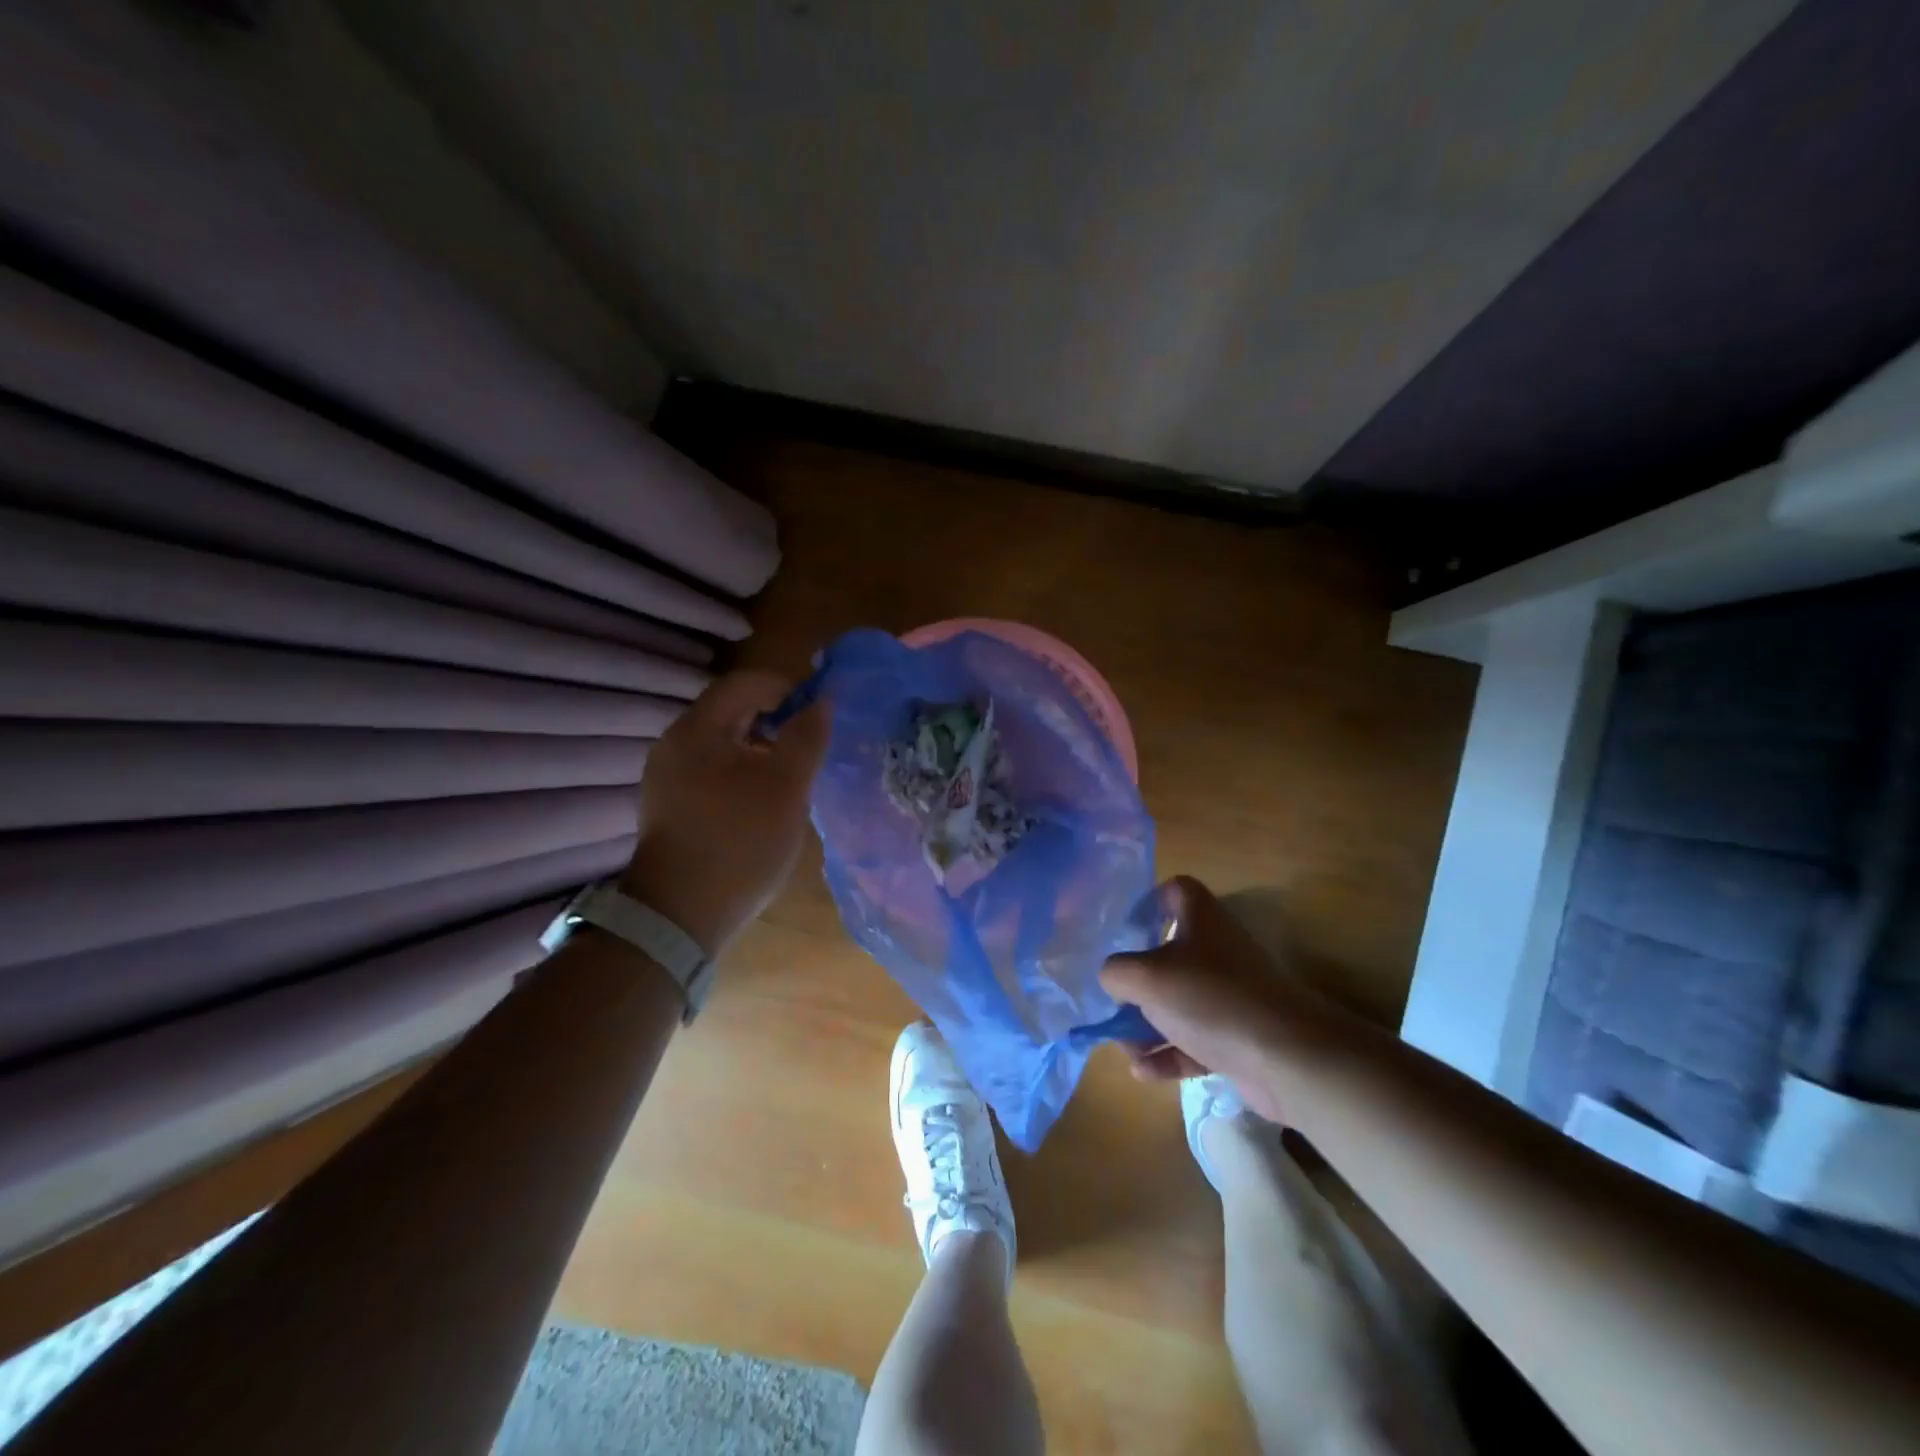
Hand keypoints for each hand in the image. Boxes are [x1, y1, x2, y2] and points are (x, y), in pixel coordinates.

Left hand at [620, 670, 830, 955]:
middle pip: (733, 711)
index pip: (746, 683)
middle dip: (777, 720)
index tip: (819, 713)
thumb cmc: (739, 842)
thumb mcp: (786, 787)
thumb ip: (807, 737)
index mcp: (698, 729)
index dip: (787, 688)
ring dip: (762, 748)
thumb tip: (823, 700)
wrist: (679, 916)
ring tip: (794, 776)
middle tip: (811, 746)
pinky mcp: (671, 806)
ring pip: (725, 744)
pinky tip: (764, 802)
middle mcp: (675, 744)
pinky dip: (743, 772)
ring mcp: (668, 777)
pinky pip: (713, 771)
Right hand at [1100, 876, 1337, 1121]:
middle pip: (1170, 952)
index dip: (1149, 902)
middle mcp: (1218, 951)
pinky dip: (1169, 1054)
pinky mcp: (1239, 1036)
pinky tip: (1143, 1071)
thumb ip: (1115, 971)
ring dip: (1148, 1024)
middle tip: (1115, 997)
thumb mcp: (1145, 976)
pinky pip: (1195, 1040)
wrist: (1288, 1058)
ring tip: (1124, 1046)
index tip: (1124, 928)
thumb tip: (1111, 978)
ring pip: (1180, 1002)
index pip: (1176, 891)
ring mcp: (1230, 996)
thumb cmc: (1210, 998)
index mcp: (1201, 920)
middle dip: (1138, 979)